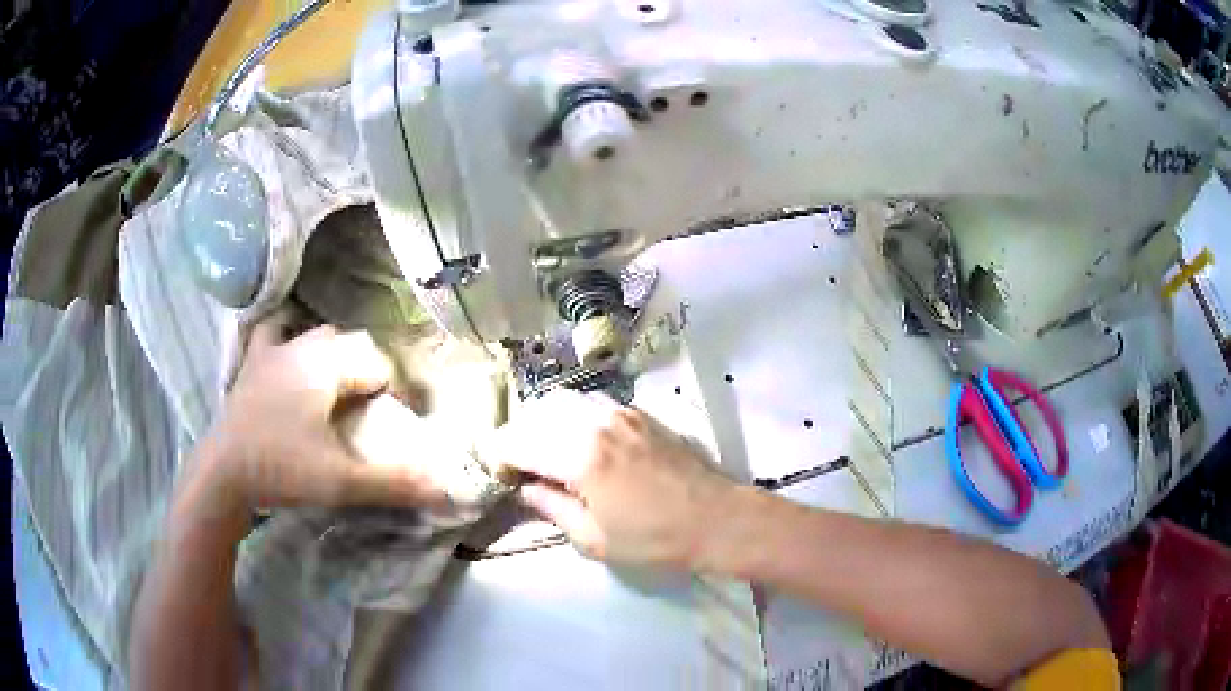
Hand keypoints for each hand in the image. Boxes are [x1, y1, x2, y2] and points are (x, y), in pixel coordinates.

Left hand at [197, 312, 446, 510]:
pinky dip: (286, 336)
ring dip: (332, 353)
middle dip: (367, 369)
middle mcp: (300, 347)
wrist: (223, 474)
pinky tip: (289, 355)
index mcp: (324, 366)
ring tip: (337, 385)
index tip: (398, 421)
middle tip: (372, 408)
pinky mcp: (251, 365)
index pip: (375, 363)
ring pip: (313, 334)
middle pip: (348, 344)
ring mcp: (271, 352)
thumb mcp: (342, 482)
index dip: (394, 391)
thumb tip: (447, 490)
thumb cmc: (282, 469)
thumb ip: (394, 483)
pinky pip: (273, 334)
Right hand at [482, 390, 735, 570]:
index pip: (517, 441)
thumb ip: (551, 508)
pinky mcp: (640, 413)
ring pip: (563, 399)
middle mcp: (595, 422)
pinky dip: (572, 414)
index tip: (500, 476)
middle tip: (518, 464)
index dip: (499, 457)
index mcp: (579, 456)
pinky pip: (592, 401)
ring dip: (544, 420)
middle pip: (536, 412)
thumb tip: (526, 488)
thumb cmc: (654, 539)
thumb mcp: (593, 539)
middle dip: (518, 435)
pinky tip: (579, 440)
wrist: (716, 519)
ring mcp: (620, 412)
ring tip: (545, 450)